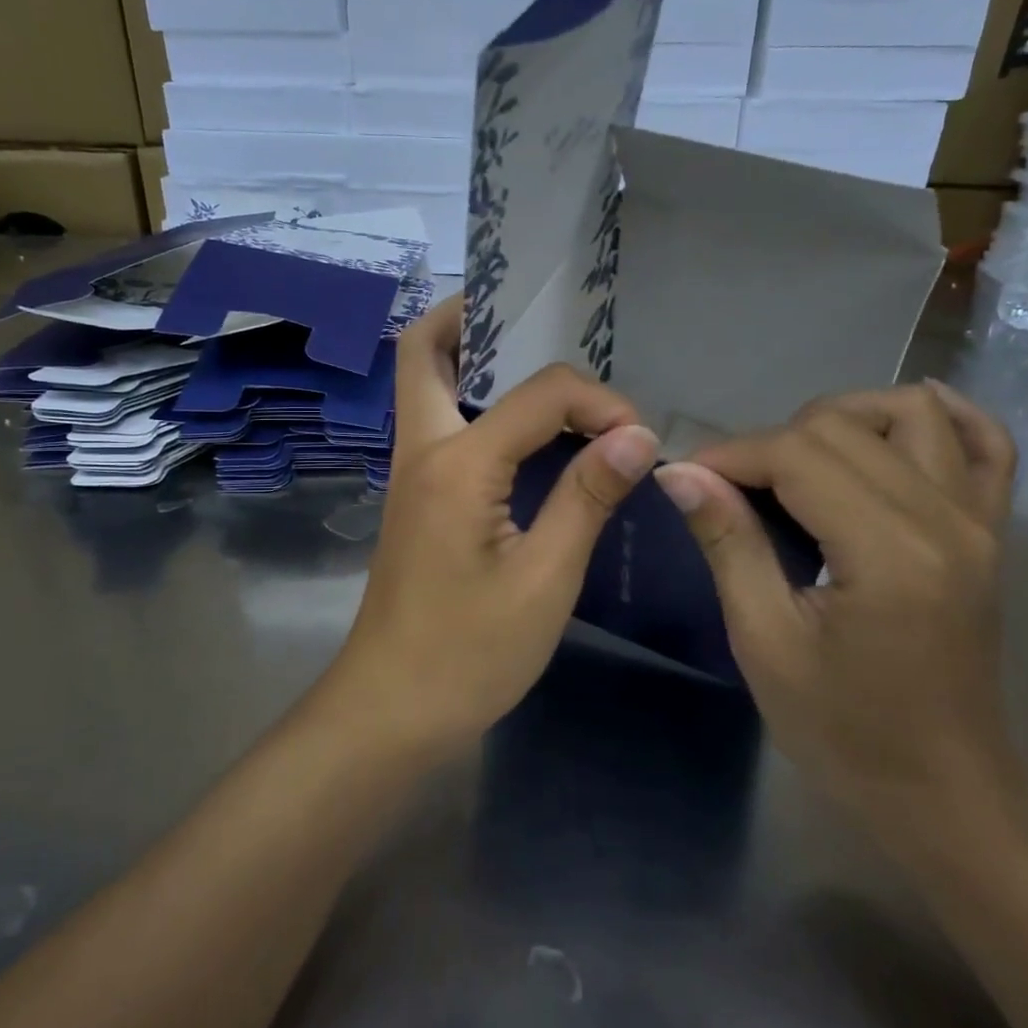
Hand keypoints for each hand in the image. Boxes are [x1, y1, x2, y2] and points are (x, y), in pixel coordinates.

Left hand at [324, 295, 659, 754]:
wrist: (390, 709)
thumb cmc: (470, 653)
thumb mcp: (545, 579)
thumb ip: (587, 496)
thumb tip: (637, 434)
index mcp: (456, 463)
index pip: (540, 393)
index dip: (599, 402)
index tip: (637, 441)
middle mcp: (422, 450)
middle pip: (425, 350)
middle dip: (477, 318)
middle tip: (540, 322)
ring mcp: (411, 473)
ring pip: (428, 383)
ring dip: (476, 358)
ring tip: (545, 371)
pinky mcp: (417, 498)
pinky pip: (443, 423)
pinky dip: (479, 403)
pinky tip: (528, 432)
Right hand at [652, 383, 1020, 821]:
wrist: (943, 789)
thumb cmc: (843, 731)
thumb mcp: (765, 643)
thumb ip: (728, 544)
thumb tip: (679, 473)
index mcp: (888, 553)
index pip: (798, 454)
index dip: (729, 454)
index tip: (684, 477)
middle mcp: (945, 519)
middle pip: (843, 426)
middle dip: (769, 442)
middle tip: (729, 488)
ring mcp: (979, 521)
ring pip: (910, 412)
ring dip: (840, 418)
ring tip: (796, 462)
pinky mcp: (991, 532)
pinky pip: (986, 444)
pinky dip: (941, 416)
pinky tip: (891, 424)